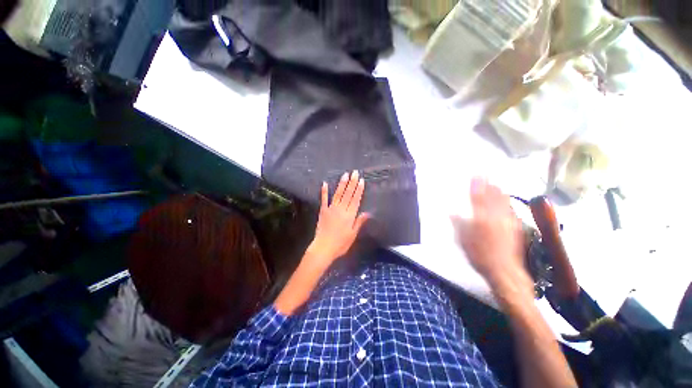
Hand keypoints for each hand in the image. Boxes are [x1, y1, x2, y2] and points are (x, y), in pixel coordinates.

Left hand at [306, 170, 369, 270]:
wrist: (324, 248)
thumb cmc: (341, 243)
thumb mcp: (353, 235)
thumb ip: (359, 222)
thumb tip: (367, 212)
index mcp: (350, 215)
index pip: (356, 200)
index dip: (359, 190)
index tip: (361, 180)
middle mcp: (341, 209)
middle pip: (348, 194)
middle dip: (352, 183)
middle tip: (354, 172)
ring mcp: (331, 209)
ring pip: (338, 194)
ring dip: (342, 184)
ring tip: (345, 175)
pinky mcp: (323, 211)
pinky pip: (324, 199)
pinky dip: (324, 191)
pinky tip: (325, 183)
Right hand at [451, 178, 531, 300]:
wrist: (504, 271)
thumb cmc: (479, 256)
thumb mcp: (462, 241)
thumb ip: (458, 224)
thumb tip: (451, 212)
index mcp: (480, 219)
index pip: (477, 198)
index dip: (476, 186)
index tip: (475, 175)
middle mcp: (495, 217)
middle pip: (491, 197)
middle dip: (488, 185)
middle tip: (486, 175)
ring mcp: (507, 222)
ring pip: (503, 202)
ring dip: (498, 191)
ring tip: (496, 183)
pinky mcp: (515, 227)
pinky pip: (510, 210)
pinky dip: (506, 203)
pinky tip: (506, 200)